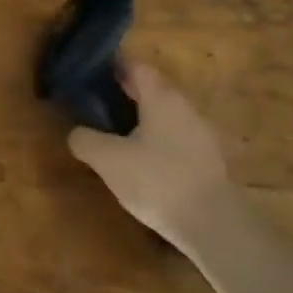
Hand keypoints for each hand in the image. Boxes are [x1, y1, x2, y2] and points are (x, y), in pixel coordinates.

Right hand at [68, 61, 233, 253]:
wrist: (215, 227)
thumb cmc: (157, 180)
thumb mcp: (107, 159)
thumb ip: (85, 140)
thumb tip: (77, 133)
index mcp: (162, 98)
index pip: (137, 67)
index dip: (114, 65)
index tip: (93, 71)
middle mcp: (186, 109)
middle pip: (153, 91)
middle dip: (126, 94)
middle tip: (97, 103)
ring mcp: (202, 136)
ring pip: (166, 117)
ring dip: (143, 120)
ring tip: (116, 135)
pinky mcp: (210, 163)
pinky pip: (177, 141)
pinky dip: (157, 143)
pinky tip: (141, 163)